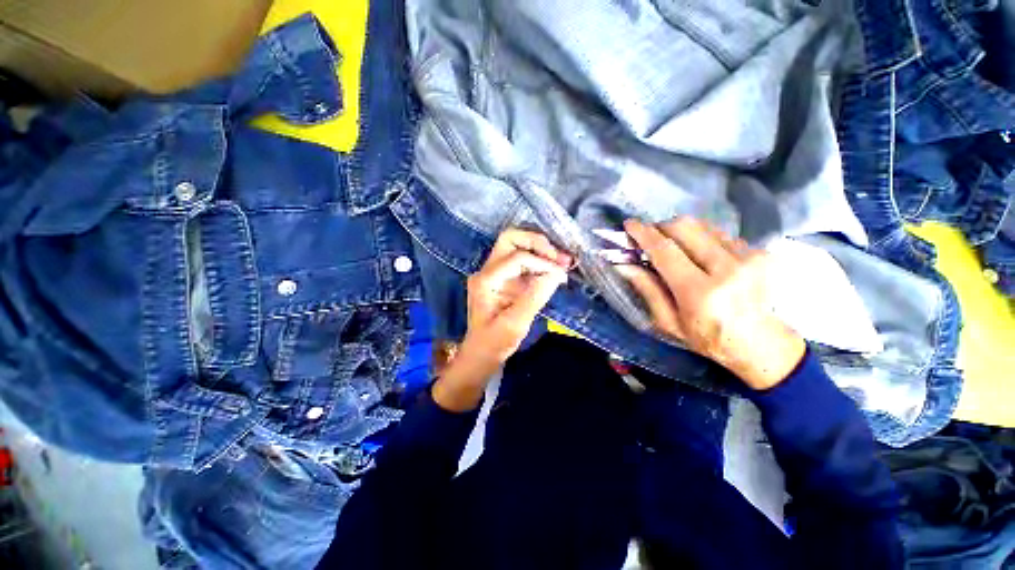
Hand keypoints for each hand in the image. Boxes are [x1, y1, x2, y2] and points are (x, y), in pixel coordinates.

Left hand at [433, 228, 571, 410]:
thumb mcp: (516, 323)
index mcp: (486, 280)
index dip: (542, 262)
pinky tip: (553, 270)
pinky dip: (538, 262)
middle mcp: (487, 270)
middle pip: (511, 239)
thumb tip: (557, 273)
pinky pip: (521, 261)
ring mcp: (493, 273)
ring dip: (540, 250)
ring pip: (516, 246)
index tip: (561, 275)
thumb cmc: (494, 343)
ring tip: (562, 261)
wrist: (481, 354)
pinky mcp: (502, 279)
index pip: (517, 258)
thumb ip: (535, 296)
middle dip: (537, 243)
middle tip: (559, 257)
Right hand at [618, 217, 804, 390]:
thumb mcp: (669, 322)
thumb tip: (625, 265)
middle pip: (685, 227)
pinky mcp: (761, 252)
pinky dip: (701, 238)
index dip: (644, 234)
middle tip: (650, 237)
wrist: (764, 345)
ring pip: (702, 226)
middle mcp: (727, 268)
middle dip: (661, 227)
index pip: (665, 251)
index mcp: (700, 292)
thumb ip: (647, 290)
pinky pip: (719, 233)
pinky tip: (699, 255)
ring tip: (674, 247)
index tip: (629, 224)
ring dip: (681, 232)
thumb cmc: (708, 338)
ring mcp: (748, 257)